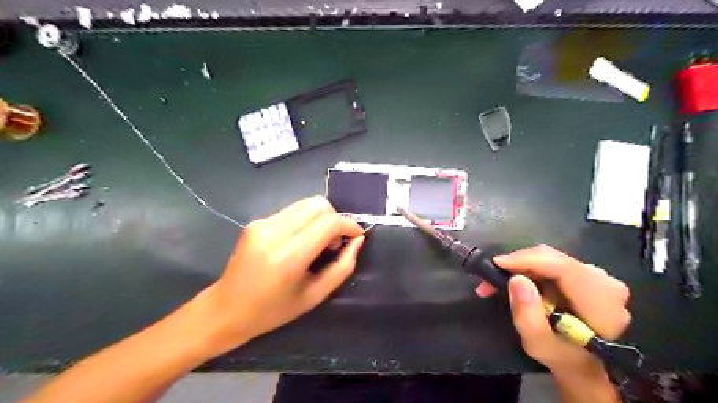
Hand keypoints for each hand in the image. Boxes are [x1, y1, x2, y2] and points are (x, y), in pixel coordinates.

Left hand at [195, 195, 365, 354]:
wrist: (226, 309)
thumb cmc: (273, 311)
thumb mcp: (315, 295)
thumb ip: (342, 266)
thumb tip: (357, 240)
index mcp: (288, 256)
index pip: (328, 222)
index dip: (349, 224)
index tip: (356, 236)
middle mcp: (274, 232)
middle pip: (318, 205)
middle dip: (335, 219)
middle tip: (335, 243)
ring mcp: (262, 223)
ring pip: (306, 204)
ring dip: (321, 218)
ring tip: (319, 242)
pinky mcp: (257, 221)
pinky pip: (292, 211)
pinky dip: (306, 221)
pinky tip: (301, 241)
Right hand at [476, 244, 629, 375]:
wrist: (581, 363)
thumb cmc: (561, 356)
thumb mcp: (538, 344)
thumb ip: (527, 315)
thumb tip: (517, 280)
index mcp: (601, 301)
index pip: (562, 267)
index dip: (527, 260)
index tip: (496, 264)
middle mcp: (604, 281)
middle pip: (553, 258)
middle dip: (517, 263)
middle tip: (489, 277)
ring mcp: (596, 275)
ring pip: (549, 258)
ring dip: (519, 267)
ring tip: (496, 282)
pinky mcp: (584, 273)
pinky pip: (550, 262)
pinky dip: (528, 268)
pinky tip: (514, 280)